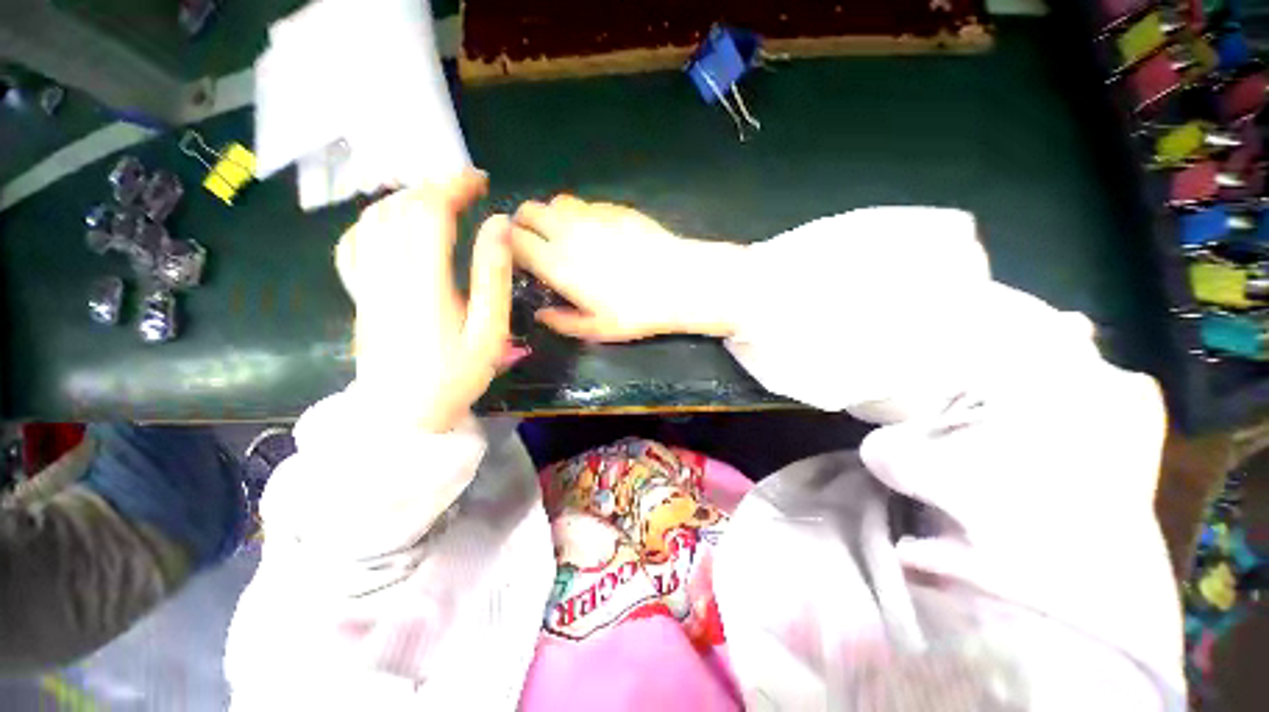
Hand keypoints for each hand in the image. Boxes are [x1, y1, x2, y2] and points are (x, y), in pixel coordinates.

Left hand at [335, 170, 512, 432]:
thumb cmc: (455, 376)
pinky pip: (355, 241)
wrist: (401, 416)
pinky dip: (376, 219)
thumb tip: (499, 225)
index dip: (454, 187)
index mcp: (422, 280)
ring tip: (439, 199)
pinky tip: (394, 222)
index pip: (430, 211)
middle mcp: (386, 270)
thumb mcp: (489, 330)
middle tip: (467, 188)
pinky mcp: (359, 292)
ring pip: (374, 217)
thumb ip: (493, 275)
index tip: (481, 181)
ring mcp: (365, 281)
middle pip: (400, 207)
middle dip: (435, 187)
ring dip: (407, 198)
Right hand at [509, 196, 744, 341]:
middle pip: (528, 211)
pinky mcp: (616, 208)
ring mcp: (593, 215)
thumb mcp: (597, 329)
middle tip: (537, 244)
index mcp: (557, 264)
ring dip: (552, 215)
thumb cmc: (636, 311)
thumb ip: (562, 322)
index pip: (514, 240)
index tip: (518, 259)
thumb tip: (541, 314)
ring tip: (567, 236)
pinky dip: (580, 214)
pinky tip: (598, 232)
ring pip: (556, 201)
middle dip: (524, 224)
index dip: (509, 247)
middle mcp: (568, 232)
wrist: (679, 283)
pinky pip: (586, 203)